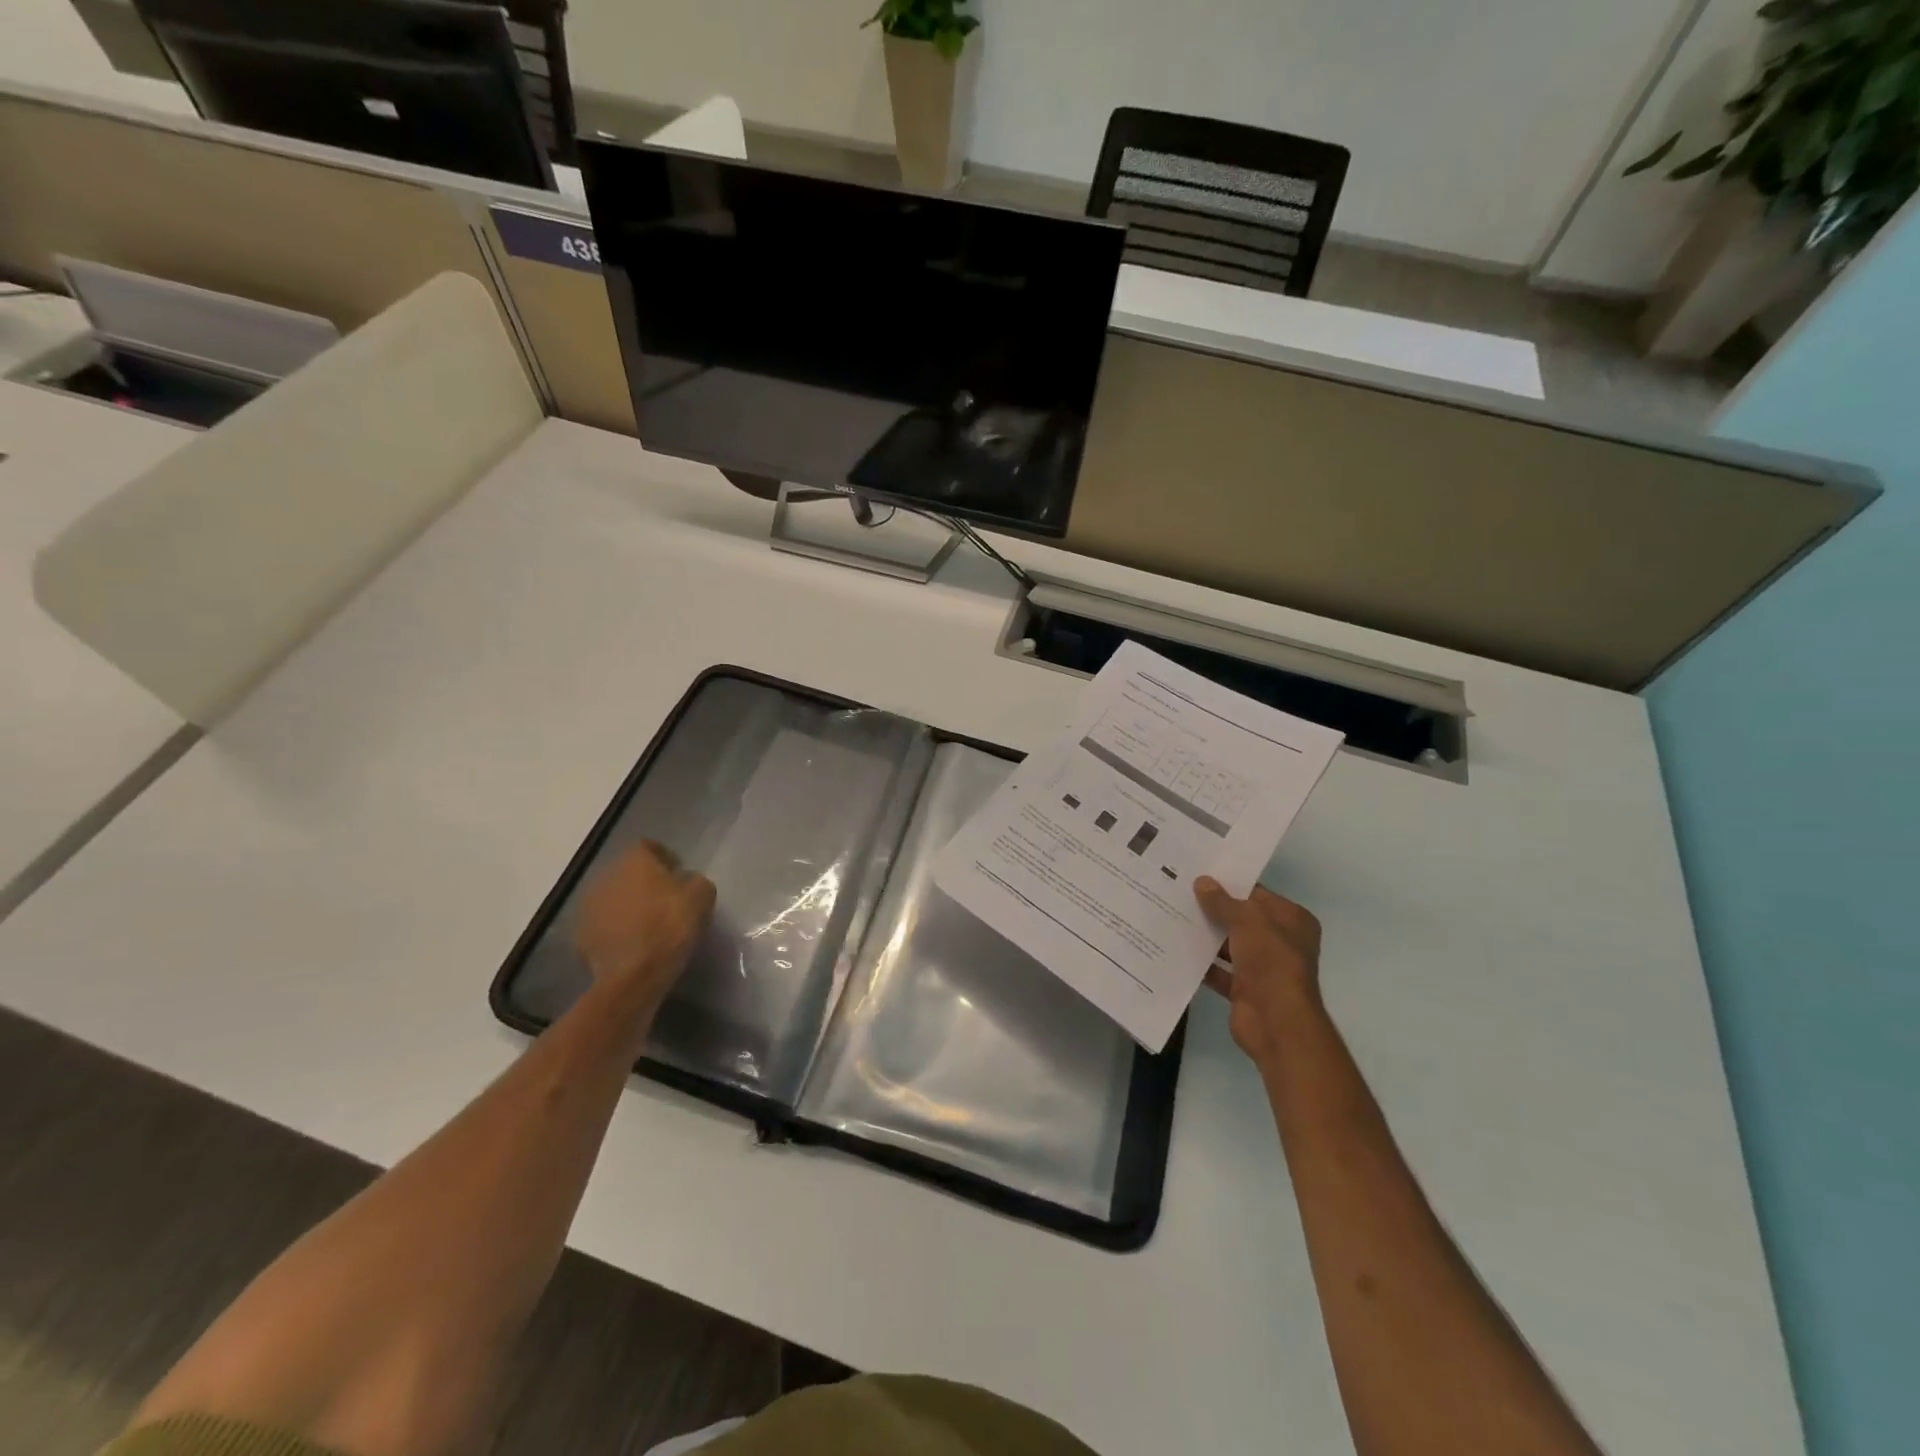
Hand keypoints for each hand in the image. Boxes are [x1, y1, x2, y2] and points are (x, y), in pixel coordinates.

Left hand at [575, 841, 714, 1014]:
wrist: (634, 975)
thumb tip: (686, 882)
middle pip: (629, 872)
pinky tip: (633, 943)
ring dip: (629, 905)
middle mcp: (607, 875)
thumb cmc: (671, 926)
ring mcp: (589, 905)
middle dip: (645, 882)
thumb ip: (695, 881)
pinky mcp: (581, 934)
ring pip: (613, 897)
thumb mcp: (702, 896)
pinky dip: (616, 929)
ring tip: (648, 924)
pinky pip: (604, 924)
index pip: (650, 847)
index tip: (680, 877)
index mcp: (635, 860)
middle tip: (666, 900)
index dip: (666, 859)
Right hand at [1194, 877, 1323, 1068]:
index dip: (1230, 884)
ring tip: (1171, 916)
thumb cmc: (1271, 961)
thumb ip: (1222, 901)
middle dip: (1213, 909)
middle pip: (1241, 919)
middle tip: (1178, 892)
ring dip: (1205, 936)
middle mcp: (1280, 942)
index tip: (1198, 875)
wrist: (1277, 1022)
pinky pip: (1218, 971)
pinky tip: (1175, 949)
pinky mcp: (1244, 990)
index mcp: (1292, 921)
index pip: (1257, 895)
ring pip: (1228, 945)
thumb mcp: (1247, 920)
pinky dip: (1201, 963)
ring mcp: (1263, 968)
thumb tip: (1202, 881)